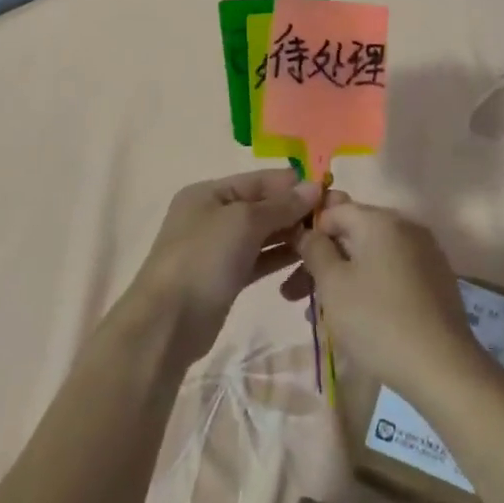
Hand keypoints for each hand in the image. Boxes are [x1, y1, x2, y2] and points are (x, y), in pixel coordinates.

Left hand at [120, 170, 320, 368]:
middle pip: (263, 205)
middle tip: (335, 219)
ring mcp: (219, 247)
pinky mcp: (227, 277)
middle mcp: (214, 214)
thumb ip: (280, 205)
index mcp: (210, 192)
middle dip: (296, 210)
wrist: (168, 323)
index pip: (260, 180)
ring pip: (264, 233)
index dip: (294, 184)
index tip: (330, 191)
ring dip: (292, 234)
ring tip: (325, 239)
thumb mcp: (243, 222)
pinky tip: (306, 259)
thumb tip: (314, 186)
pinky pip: (260, 258)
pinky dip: (280, 257)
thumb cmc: (203, 259)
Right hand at [293, 198, 483, 404]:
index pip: (334, 209)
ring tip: (317, 314)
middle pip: (353, 234)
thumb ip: (315, 249)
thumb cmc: (378, 320)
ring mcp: (425, 254)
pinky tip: (354, 317)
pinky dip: (369, 287)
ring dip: (342, 278)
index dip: (308, 231)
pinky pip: (392, 273)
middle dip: (322, 261)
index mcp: (381, 220)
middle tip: (293, 294)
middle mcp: (406, 227)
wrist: (443, 368)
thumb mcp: (333, 284)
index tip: (289, 260)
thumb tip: (307, 231)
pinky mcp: (436, 281)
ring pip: (371, 257)